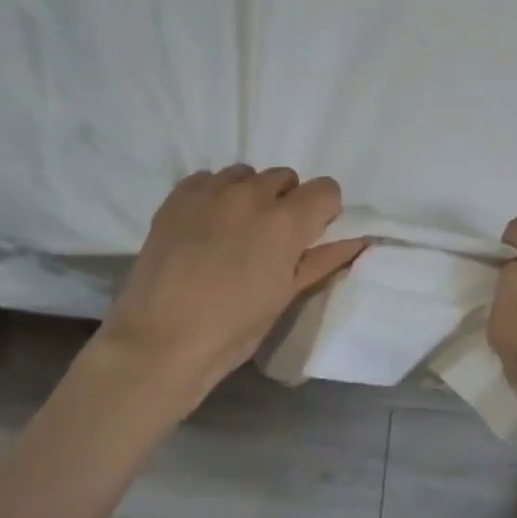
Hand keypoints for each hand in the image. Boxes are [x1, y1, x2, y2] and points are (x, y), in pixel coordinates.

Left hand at [88, 166, 366, 415]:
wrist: (159, 342)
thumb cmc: (233, 330)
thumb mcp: (286, 296)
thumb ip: (323, 260)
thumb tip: (357, 241)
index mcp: (286, 222)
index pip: (326, 188)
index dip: (324, 212)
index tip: (310, 236)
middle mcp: (252, 195)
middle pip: (286, 177)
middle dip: (287, 202)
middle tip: (270, 240)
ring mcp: (211, 192)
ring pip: (246, 174)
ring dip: (250, 195)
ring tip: (234, 231)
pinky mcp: (177, 197)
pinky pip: (208, 179)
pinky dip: (214, 195)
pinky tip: (204, 227)